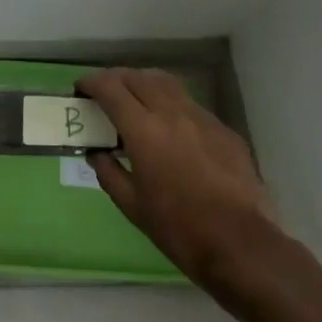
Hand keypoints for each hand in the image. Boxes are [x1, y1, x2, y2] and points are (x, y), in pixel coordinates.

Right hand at [77, 68, 277, 287]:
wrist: (240, 244)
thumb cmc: (178, 229)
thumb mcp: (132, 207)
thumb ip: (109, 172)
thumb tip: (96, 153)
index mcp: (144, 130)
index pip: (111, 88)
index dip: (92, 83)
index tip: (81, 89)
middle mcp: (171, 112)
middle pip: (138, 77)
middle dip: (116, 79)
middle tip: (106, 94)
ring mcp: (201, 117)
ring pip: (166, 83)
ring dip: (145, 84)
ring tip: (136, 100)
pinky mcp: (223, 129)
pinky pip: (190, 104)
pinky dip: (172, 105)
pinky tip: (172, 129)